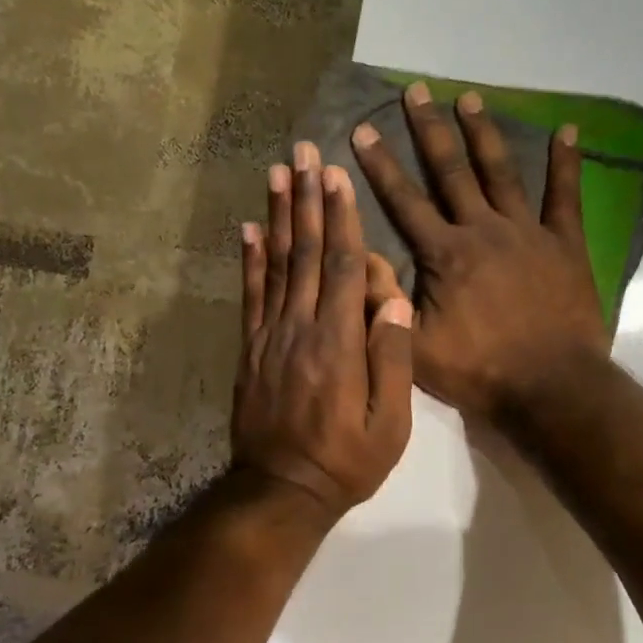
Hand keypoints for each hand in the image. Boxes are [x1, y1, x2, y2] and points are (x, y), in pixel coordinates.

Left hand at [232, 140, 414, 518]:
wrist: (282, 490)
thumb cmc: (347, 460)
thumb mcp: (391, 422)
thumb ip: (393, 356)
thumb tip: (395, 296)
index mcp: (339, 341)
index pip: (341, 265)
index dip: (340, 217)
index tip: (336, 175)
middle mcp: (300, 327)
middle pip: (304, 252)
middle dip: (306, 199)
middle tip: (303, 152)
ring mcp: (269, 336)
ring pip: (275, 264)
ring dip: (276, 216)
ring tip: (276, 173)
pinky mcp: (250, 349)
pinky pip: (250, 295)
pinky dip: (248, 260)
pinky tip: (247, 229)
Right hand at [349, 83, 608, 424]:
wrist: (550, 386)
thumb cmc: (479, 370)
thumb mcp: (416, 347)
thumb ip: (385, 303)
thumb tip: (358, 259)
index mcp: (445, 254)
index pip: (404, 201)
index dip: (380, 165)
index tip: (363, 129)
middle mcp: (483, 230)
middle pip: (450, 172)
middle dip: (429, 130)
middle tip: (416, 92)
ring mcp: (527, 232)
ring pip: (501, 172)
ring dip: (483, 134)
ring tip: (468, 98)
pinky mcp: (565, 244)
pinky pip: (566, 196)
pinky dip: (566, 163)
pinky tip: (567, 131)